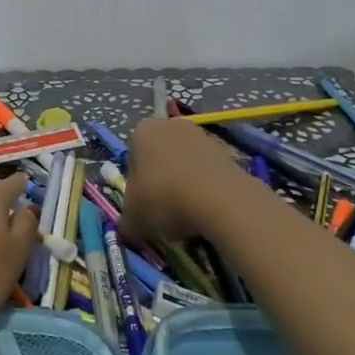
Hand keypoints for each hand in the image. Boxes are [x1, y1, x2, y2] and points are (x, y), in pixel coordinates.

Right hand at [119, 118, 248, 245]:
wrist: (219, 199)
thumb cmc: (163, 198)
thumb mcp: (132, 218)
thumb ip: (126, 221)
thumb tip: (129, 229)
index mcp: (142, 131)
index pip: (131, 158)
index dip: (135, 185)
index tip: (141, 206)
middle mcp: (171, 125)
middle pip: (160, 159)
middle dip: (160, 183)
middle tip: (162, 212)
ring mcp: (203, 136)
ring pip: (185, 166)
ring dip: (183, 188)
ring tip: (187, 216)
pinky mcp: (228, 152)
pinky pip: (207, 174)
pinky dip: (205, 191)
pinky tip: (206, 212)